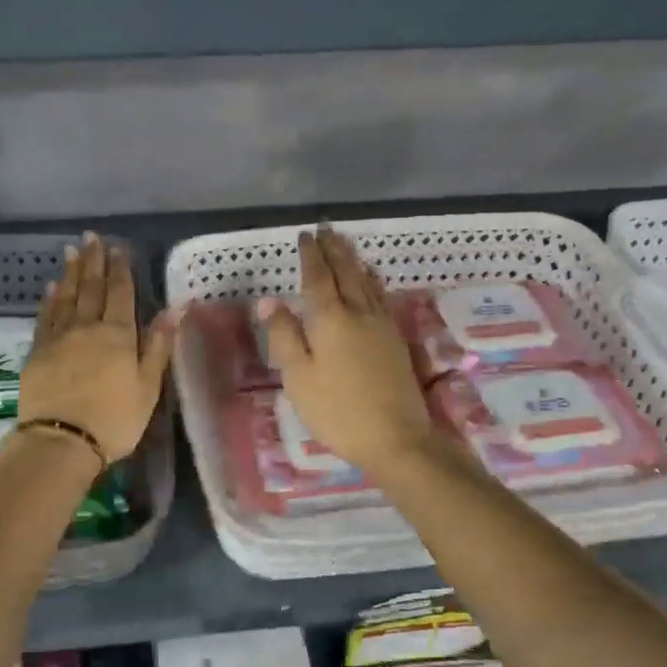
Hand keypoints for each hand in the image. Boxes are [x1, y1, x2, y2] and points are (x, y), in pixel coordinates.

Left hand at [21, 233, 176, 463]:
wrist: (60, 441)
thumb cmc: (114, 419)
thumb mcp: (147, 386)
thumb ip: (159, 345)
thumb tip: (176, 307)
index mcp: (117, 334)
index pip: (120, 293)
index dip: (120, 269)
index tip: (117, 247)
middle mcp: (86, 327)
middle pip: (91, 288)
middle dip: (94, 262)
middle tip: (91, 237)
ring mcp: (58, 338)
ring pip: (66, 297)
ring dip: (71, 273)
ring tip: (72, 251)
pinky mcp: (37, 352)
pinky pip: (45, 317)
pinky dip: (49, 300)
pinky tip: (51, 287)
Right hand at [258, 226, 437, 477]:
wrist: (396, 437)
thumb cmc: (337, 410)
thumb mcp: (298, 377)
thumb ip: (285, 335)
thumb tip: (270, 301)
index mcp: (330, 319)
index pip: (318, 278)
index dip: (310, 255)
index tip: (305, 235)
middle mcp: (358, 313)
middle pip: (346, 272)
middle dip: (334, 249)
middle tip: (326, 228)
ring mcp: (381, 325)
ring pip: (366, 282)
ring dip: (354, 260)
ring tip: (346, 243)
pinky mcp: (395, 339)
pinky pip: (381, 297)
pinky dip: (373, 281)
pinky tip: (372, 279)